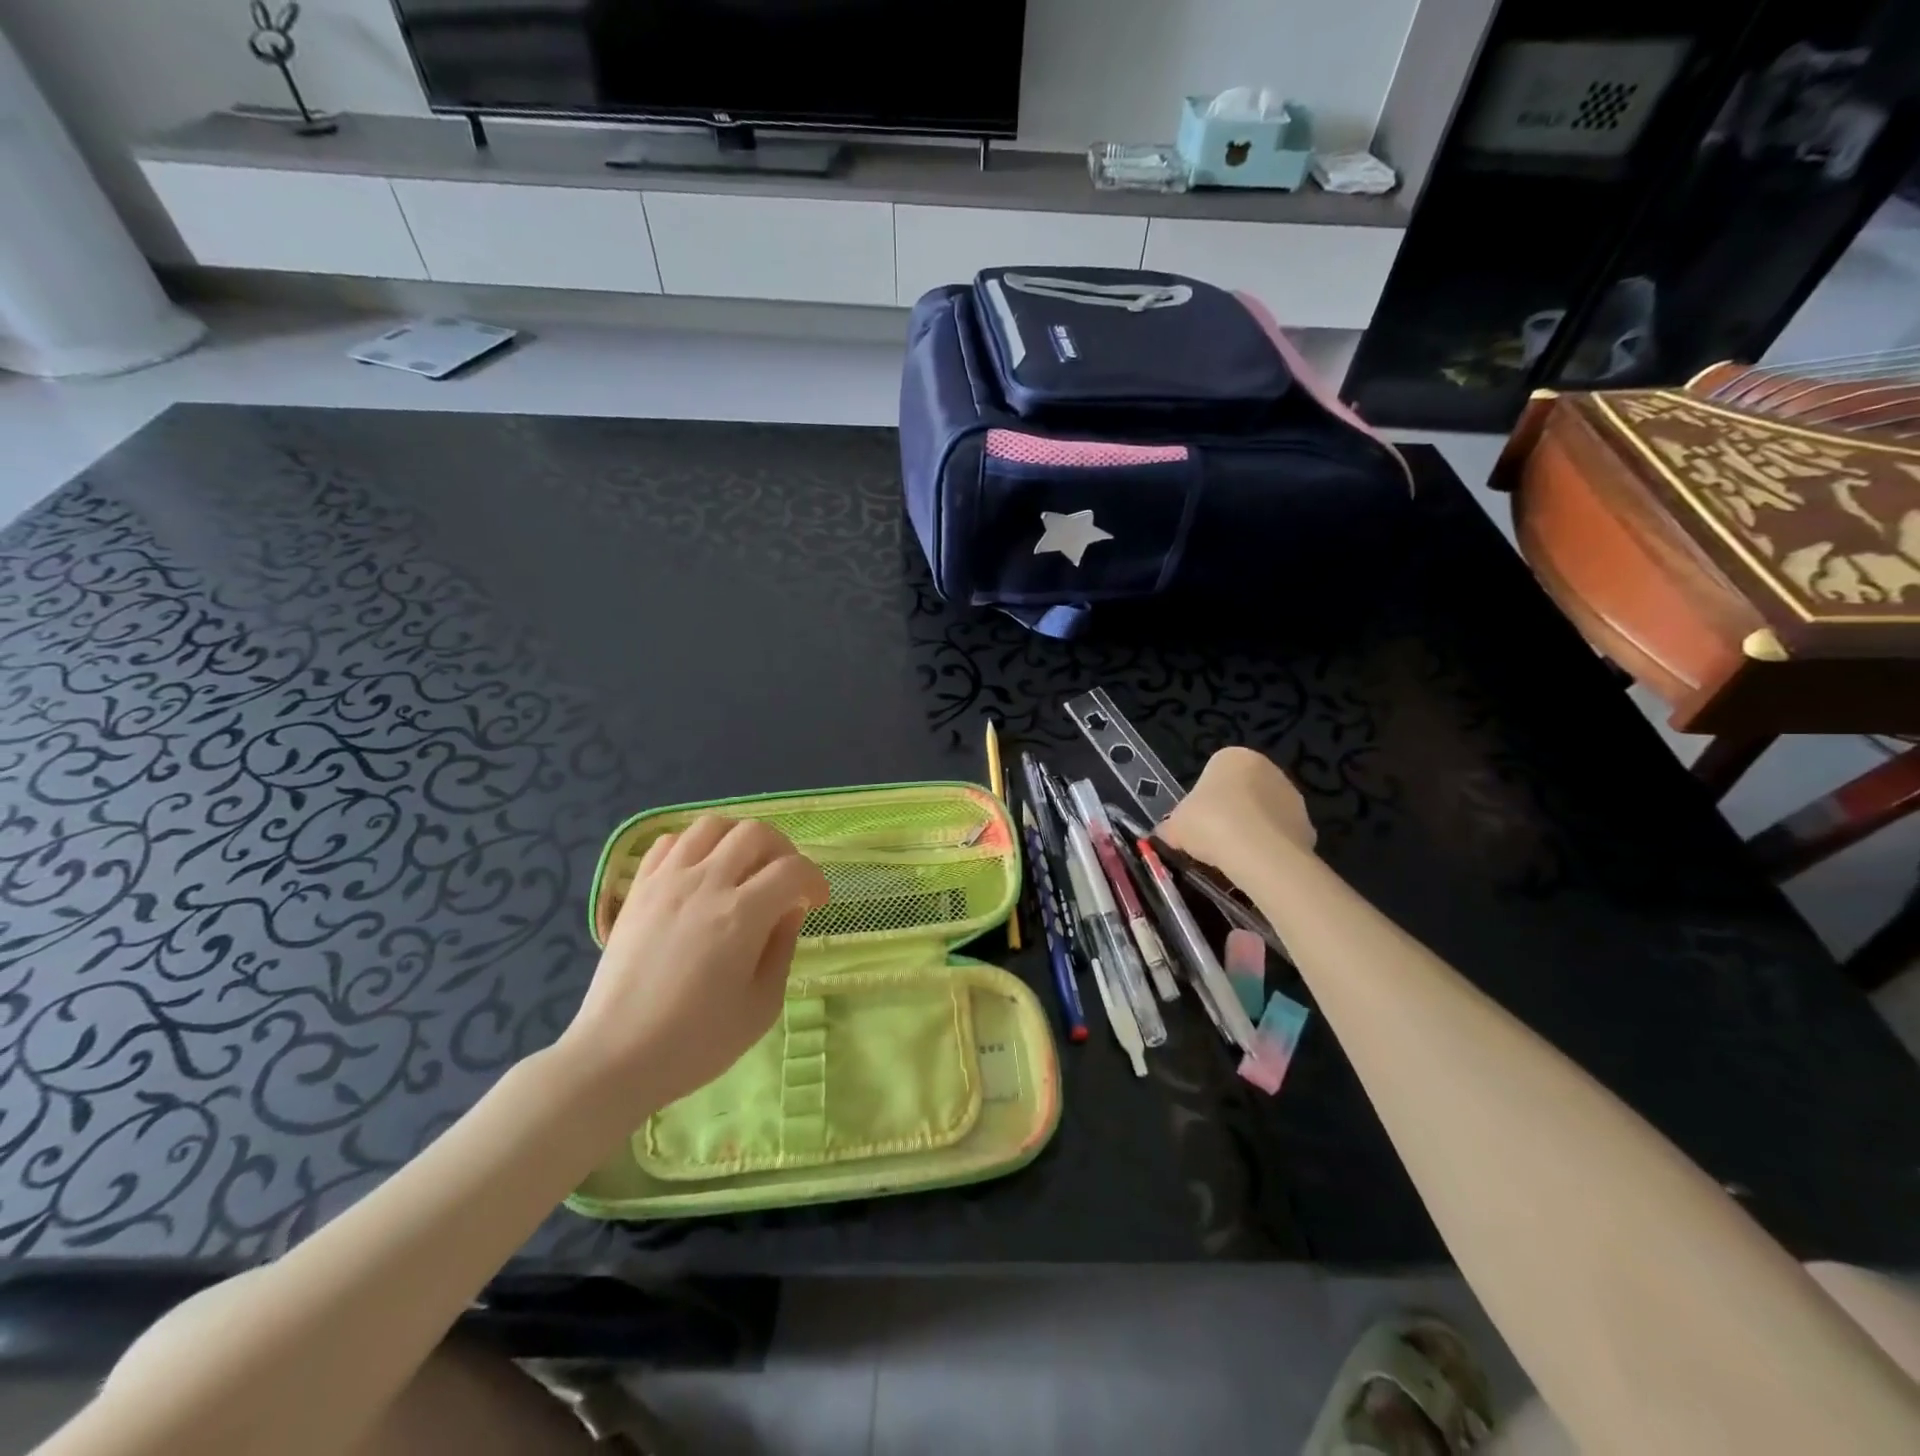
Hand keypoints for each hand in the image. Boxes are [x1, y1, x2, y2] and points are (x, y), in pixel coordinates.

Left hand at [559, 816, 829, 1114]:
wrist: (615, 1057)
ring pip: (712, 826)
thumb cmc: (696, 1042)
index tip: (816, 903)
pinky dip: (694, 846)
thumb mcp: (762, 1006)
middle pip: (755, 833)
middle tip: (784, 882)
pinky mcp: (637, 889)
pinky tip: (700, 874)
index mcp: (742, 916)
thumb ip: (782, 949)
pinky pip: (670, 842)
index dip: (814, 880)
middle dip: (782, 851)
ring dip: (738, 839)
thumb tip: (789, 911)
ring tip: (743, 869)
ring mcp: (666, 882)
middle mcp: (705, 884)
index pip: (792, 870)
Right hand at [1158, 747, 1315, 875]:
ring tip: (1233, 857)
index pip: (1212, 774)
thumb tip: (1167, 835)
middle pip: (1241, 792)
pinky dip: (1268, 848)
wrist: (1258, 852)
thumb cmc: (1209, 823)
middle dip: (1229, 813)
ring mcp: (1291, 796)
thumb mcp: (1174, 825)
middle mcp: (1267, 768)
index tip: (1195, 824)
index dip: (1201, 801)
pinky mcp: (1308, 825)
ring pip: (1262, 814)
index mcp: (1232, 757)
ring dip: (1250, 830)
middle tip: (1212, 840)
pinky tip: (1255, 865)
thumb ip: (1171, 827)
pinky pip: (1279, 836)